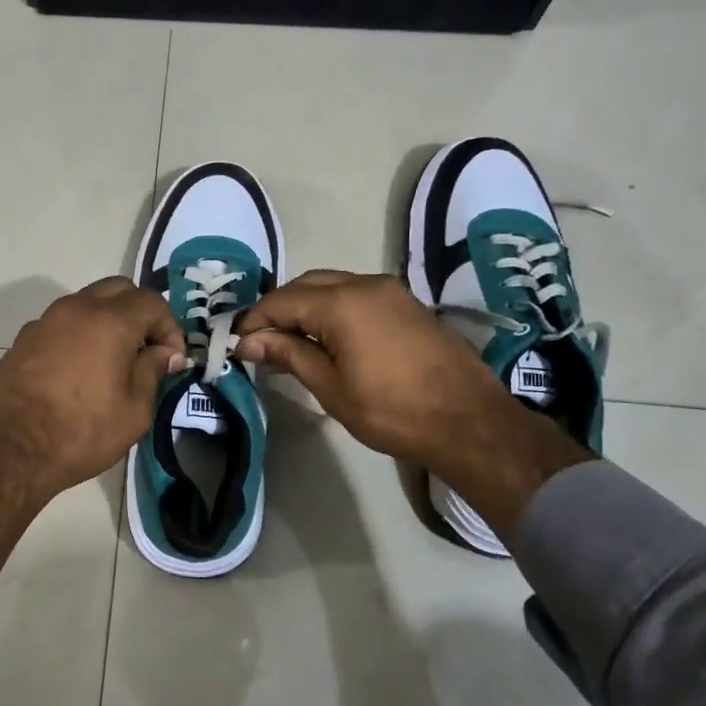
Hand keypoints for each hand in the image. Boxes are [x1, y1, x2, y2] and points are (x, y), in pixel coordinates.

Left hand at [0, 278, 186, 564]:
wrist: (9, 451)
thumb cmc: (80, 433)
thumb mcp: (134, 411)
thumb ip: (153, 372)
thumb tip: (164, 353)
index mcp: (109, 321)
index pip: (151, 302)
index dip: (169, 327)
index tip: (172, 359)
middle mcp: (75, 309)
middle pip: (118, 290)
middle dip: (139, 313)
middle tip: (146, 350)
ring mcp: (43, 322)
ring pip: (86, 304)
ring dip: (107, 321)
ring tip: (113, 361)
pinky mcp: (22, 340)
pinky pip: (61, 325)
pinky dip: (78, 335)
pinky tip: (79, 372)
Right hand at [235, 270, 590, 539]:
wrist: (469, 421)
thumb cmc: (392, 410)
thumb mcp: (331, 387)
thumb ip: (288, 354)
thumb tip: (249, 341)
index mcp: (342, 302)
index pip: (281, 301)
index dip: (254, 320)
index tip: (236, 344)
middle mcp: (365, 284)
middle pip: (306, 285)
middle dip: (278, 309)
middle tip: (259, 342)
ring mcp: (390, 291)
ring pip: (332, 286)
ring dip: (305, 306)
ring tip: (289, 341)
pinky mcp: (406, 304)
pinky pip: (356, 294)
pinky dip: (332, 308)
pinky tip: (326, 337)